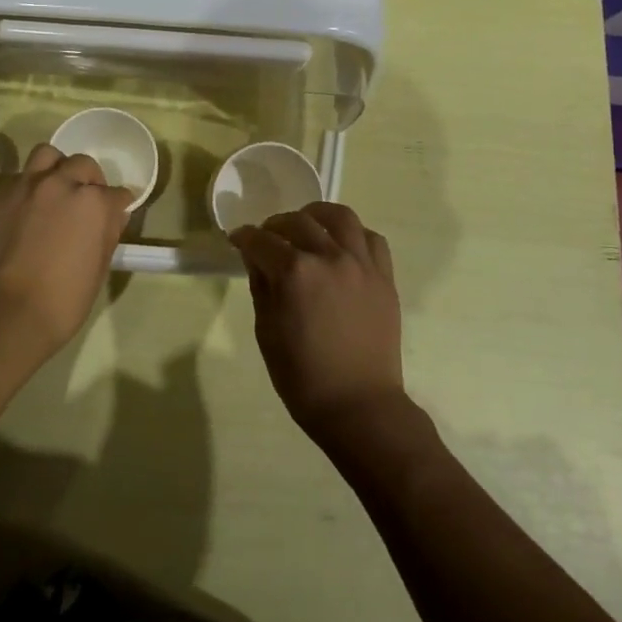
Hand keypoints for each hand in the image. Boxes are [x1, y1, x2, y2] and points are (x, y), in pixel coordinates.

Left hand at [0, 143, 133, 352]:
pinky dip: (29, 184)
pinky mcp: (1, 195)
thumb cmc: (64, 299)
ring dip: (57, 168)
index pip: (116, 193)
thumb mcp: (100, 268)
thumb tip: (113, 215)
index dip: (118, 204)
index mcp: (93, 203)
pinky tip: (29, 205)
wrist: (9, 312)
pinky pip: (19, 175)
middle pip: (83, 165)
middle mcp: (62, 183)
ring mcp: (28, 185)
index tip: (116, 213)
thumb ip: (108, 232)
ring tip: (56, 189)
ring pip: (48, 155)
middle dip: (90, 181)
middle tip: (86, 201)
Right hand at [229, 202, 405, 447]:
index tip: (237, 240)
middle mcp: (329, 257)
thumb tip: (258, 260)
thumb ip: (261, 287)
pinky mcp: (384, 277)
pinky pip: (371, 239)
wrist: (359, 405)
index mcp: (294, 273)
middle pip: (297, 222)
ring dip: (316, 216)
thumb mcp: (266, 331)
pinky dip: (352, 235)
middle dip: (275, 225)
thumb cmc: (302, 376)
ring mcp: (361, 264)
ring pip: (340, 217)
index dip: (244, 237)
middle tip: (267, 238)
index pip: (261, 240)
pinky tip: (341, 246)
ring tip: (307, 226)